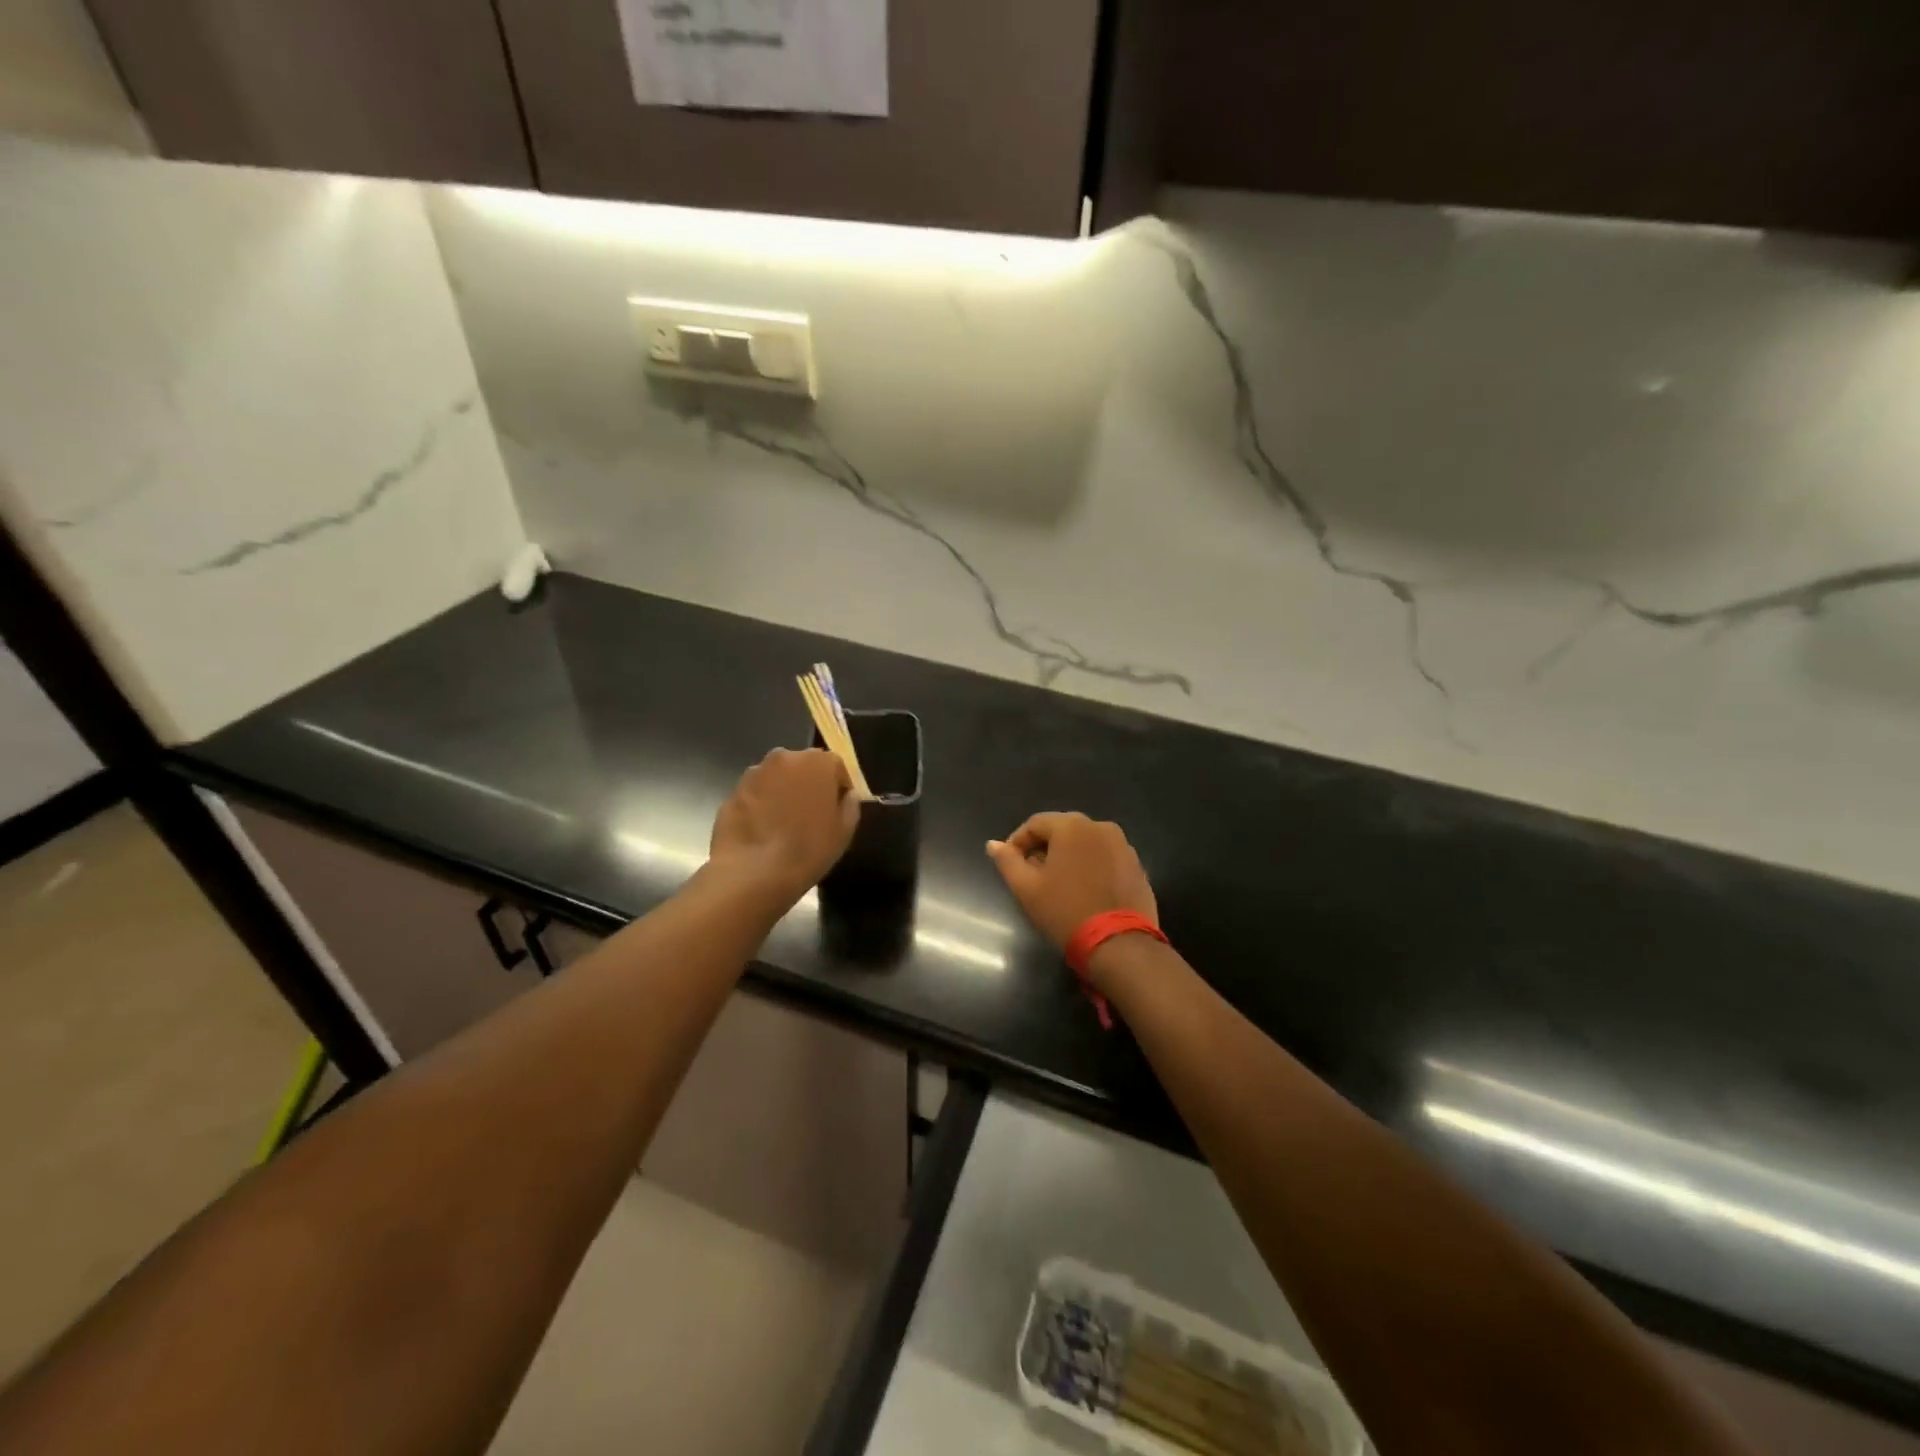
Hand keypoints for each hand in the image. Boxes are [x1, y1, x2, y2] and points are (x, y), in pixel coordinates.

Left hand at [709, 749, 859, 906]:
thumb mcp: (845, 830)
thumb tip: (844, 795)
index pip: (835, 767)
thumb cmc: (808, 849)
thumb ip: (849, 804)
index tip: (835, 811)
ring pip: (777, 779)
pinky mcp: (732, 791)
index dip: (837, 789)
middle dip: (808, 786)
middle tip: (810, 817)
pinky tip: (762, 832)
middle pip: (803, 768)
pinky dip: (760, 806)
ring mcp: (755, 773)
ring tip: (783, 826)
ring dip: (782, 794)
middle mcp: (785, 757)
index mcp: (818, 761)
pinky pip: (755, 795)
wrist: (754, 872)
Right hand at [986, 812, 1157, 950]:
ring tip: (1058, 884)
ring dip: (1069, 857)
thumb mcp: (1027, 888)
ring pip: (1086, 844)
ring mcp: (1123, 846)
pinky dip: (1091, 867)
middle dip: (1044, 848)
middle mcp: (1100, 827)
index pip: (1035, 823)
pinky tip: (1085, 891)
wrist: (1119, 944)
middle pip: (1062, 830)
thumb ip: (1007, 861)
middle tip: (1032, 874)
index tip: (1010, 864)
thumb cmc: (1065, 912)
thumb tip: (993, 844)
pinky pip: (1105, 858)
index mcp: (1072, 826)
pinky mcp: (1137, 866)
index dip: (1018, 841)